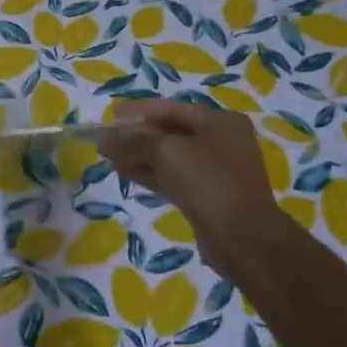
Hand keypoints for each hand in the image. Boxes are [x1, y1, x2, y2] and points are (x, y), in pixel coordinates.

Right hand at [98, 100, 286, 272]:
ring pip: (169, 157)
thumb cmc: (207, 181)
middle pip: (170, 132)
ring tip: (109, 157)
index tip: (110, 115)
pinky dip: (150, 173)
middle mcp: (221, 142)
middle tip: (107, 139)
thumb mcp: (165, 151)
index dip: (138, 111)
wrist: (242, 237)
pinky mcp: (207, 195)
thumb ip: (132, 142)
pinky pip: (173, 177)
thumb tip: (103, 139)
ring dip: (139, 156)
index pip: (171, 109)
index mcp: (220, 122)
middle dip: (136, 135)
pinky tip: (126, 173)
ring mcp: (215, 171)